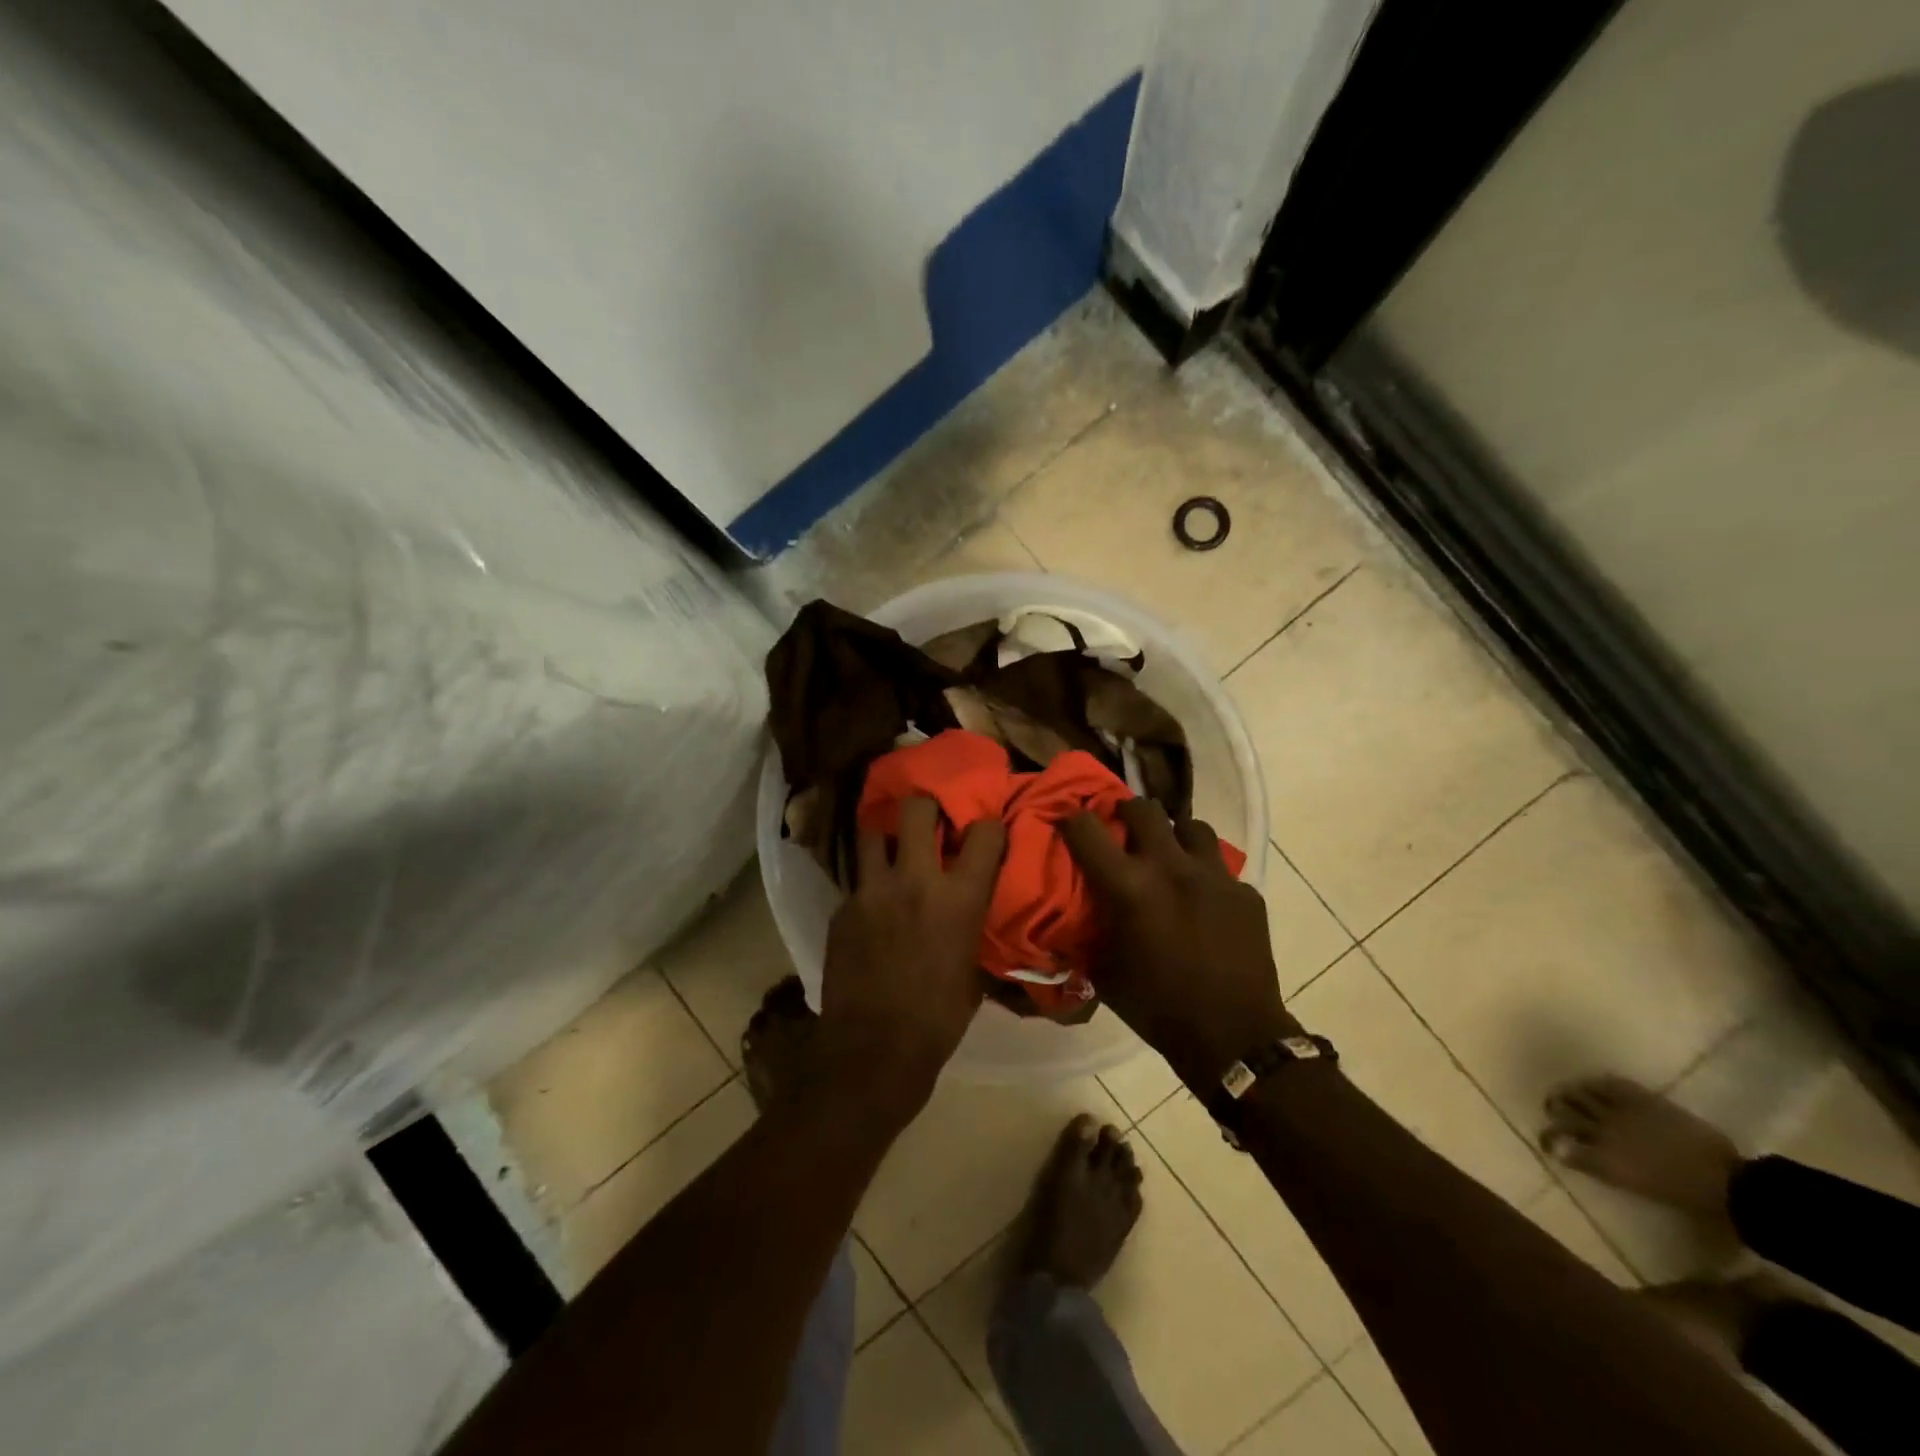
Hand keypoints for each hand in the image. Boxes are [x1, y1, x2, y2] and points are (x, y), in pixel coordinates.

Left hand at [817, 797, 1005, 1123]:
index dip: (989, 827)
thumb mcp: (972, 971)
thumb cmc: (938, 1019)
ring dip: (886, 835)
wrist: (874, 1051)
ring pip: (872, 831)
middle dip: (927, 807)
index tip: (986, 833)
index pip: (985, 833)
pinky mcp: (842, 907)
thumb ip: (971, 927)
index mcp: (959, 897)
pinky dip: (868, 884)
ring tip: (892, 849)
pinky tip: (872, 905)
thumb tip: (970, 912)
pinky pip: (857, 880)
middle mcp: (915, 880)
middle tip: (930, 821)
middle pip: (917, 809)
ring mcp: (871, 890)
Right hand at [1063, 800, 1297, 1092]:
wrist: (1232, 1037)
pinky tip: (1203, 900)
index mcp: (1129, 887)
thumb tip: (1069, 918)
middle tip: (1122, 830)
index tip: (1067, 822)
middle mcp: (1171, 868)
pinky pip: (1220, 867)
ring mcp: (1215, 876)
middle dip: (1127, 813)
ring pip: (1191, 827)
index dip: (1071, 819)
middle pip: (1144, 810)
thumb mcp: (1104, 972)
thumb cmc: (1157, 1008)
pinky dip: (1205, 875)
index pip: (1087, 829)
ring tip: (1169, 856)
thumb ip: (1086, 934)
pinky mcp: (1246, 893)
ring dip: (1174, 836)